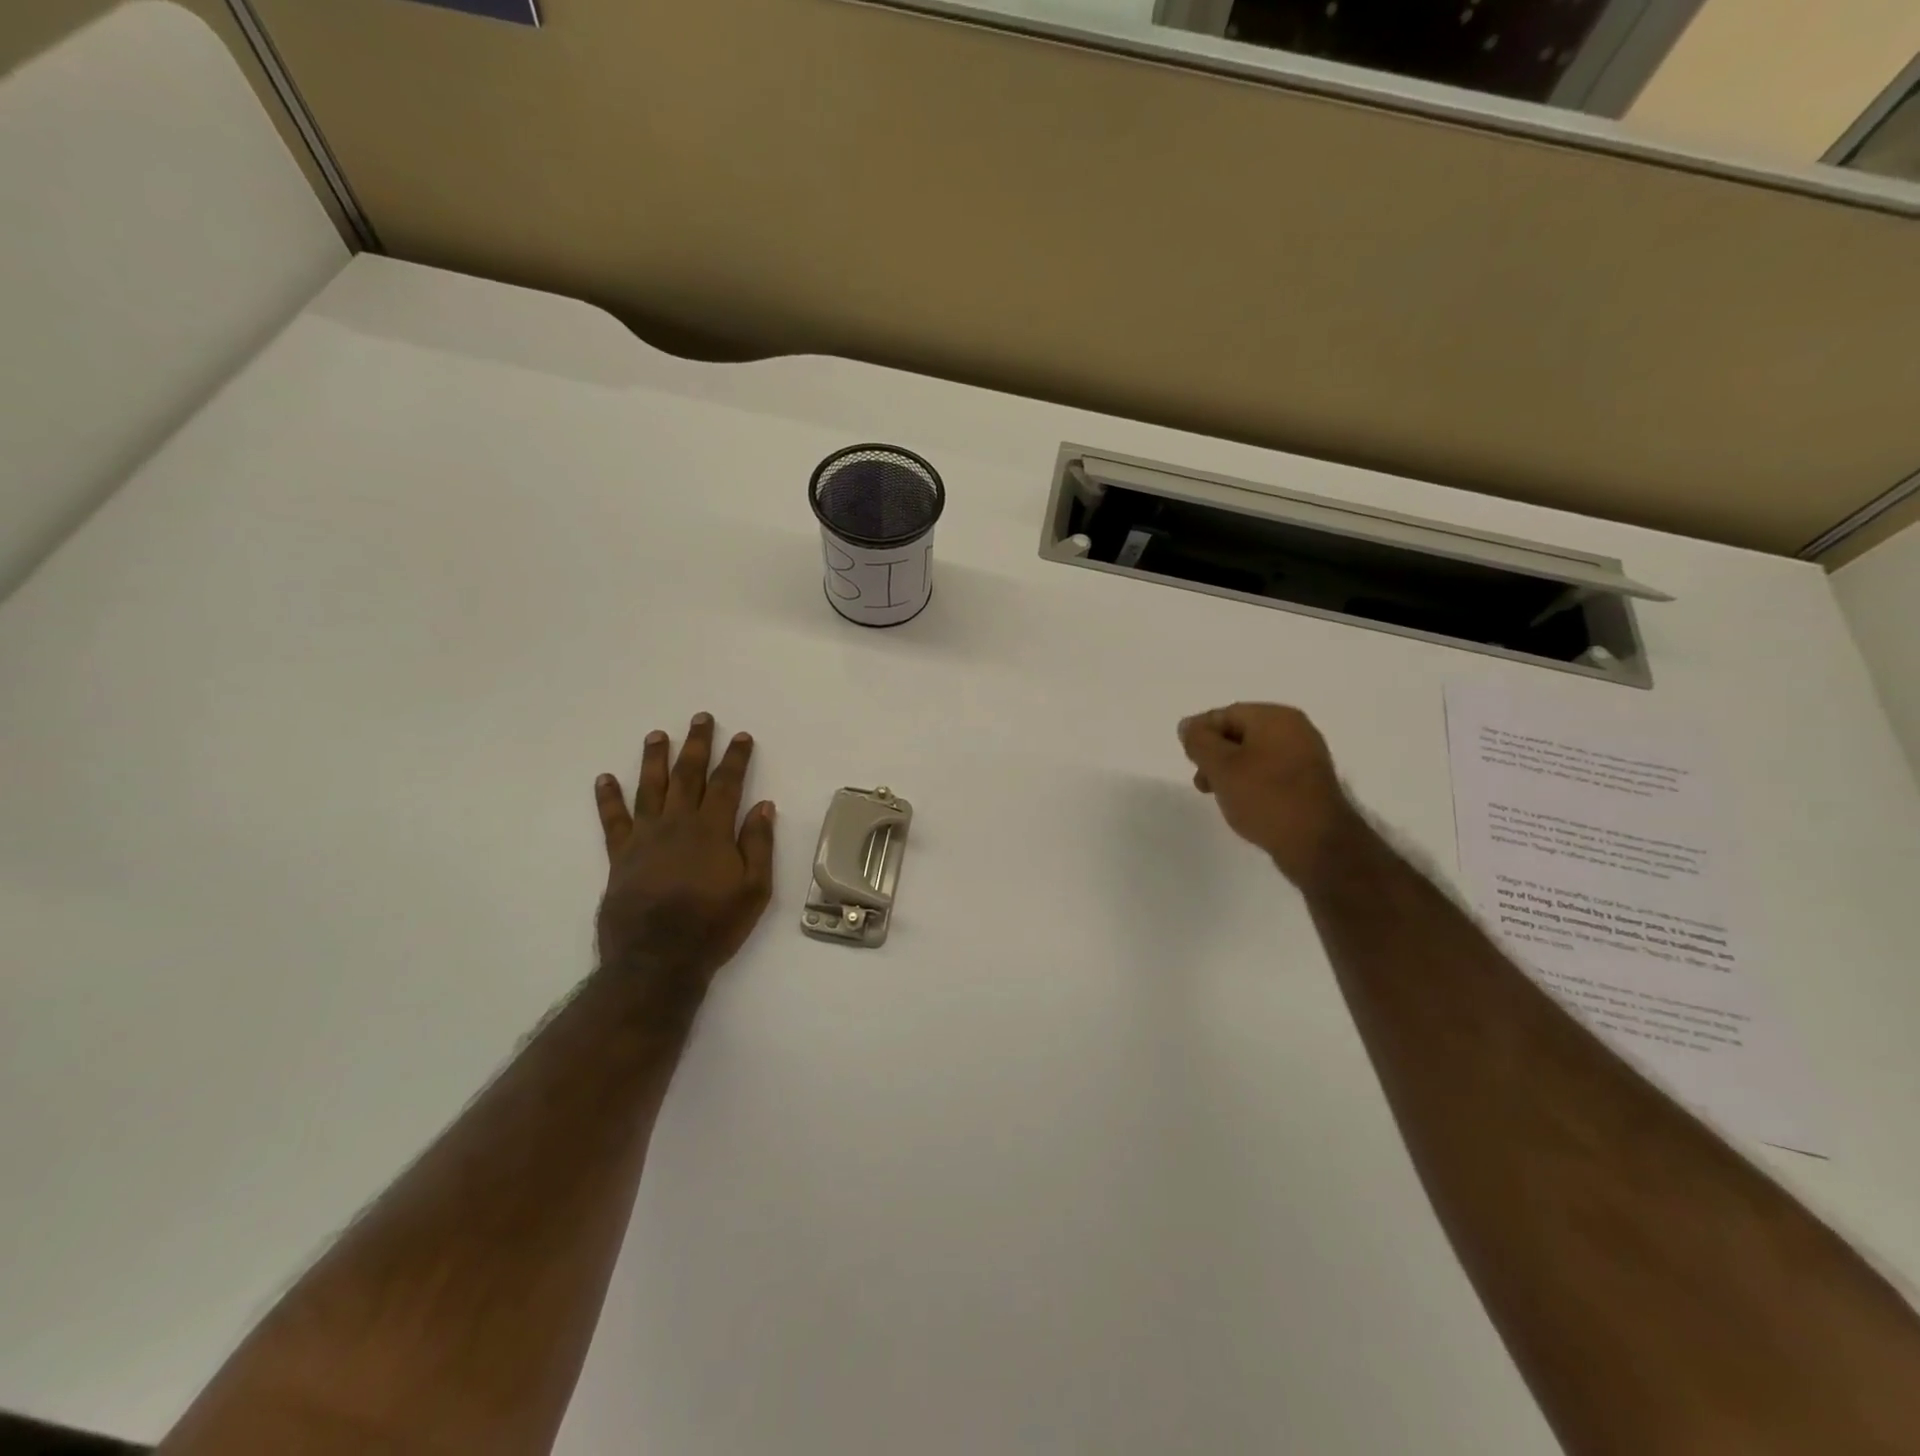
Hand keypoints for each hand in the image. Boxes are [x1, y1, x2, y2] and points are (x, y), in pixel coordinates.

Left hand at [593, 713, 775, 1012]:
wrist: (657, 960)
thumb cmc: (714, 926)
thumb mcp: (754, 890)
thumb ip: (758, 845)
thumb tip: (764, 806)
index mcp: (713, 831)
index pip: (727, 783)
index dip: (735, 758)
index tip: (741, 736)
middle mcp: (678, 824)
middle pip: (688, 775)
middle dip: (696, 745)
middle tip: (700, 718)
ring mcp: (645, 838)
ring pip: (650, 787)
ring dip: (654, 759)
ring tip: (657, 734)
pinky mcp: (620, 856)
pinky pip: (613, 820)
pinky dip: (608, 798)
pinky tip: (605, 779)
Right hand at [1179, 703, 1360, 889]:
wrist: (1317, 844)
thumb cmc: (1265, 797)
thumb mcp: (1221, 767)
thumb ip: (1199, 741)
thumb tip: (1188, 726)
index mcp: (1276, 718)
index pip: (1226, 714)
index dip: (1201, 734)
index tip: (1188, 760)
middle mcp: (1295, 730)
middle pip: (1240, 733)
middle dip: (1215, 755)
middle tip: (1202, 782)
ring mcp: (1306, 757)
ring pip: (1254, 755)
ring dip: (1230, 771)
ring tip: (1220, 796)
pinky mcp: (1309, 783)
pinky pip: (1270, 772)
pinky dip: (1251, 782)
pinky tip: (1244, 803)